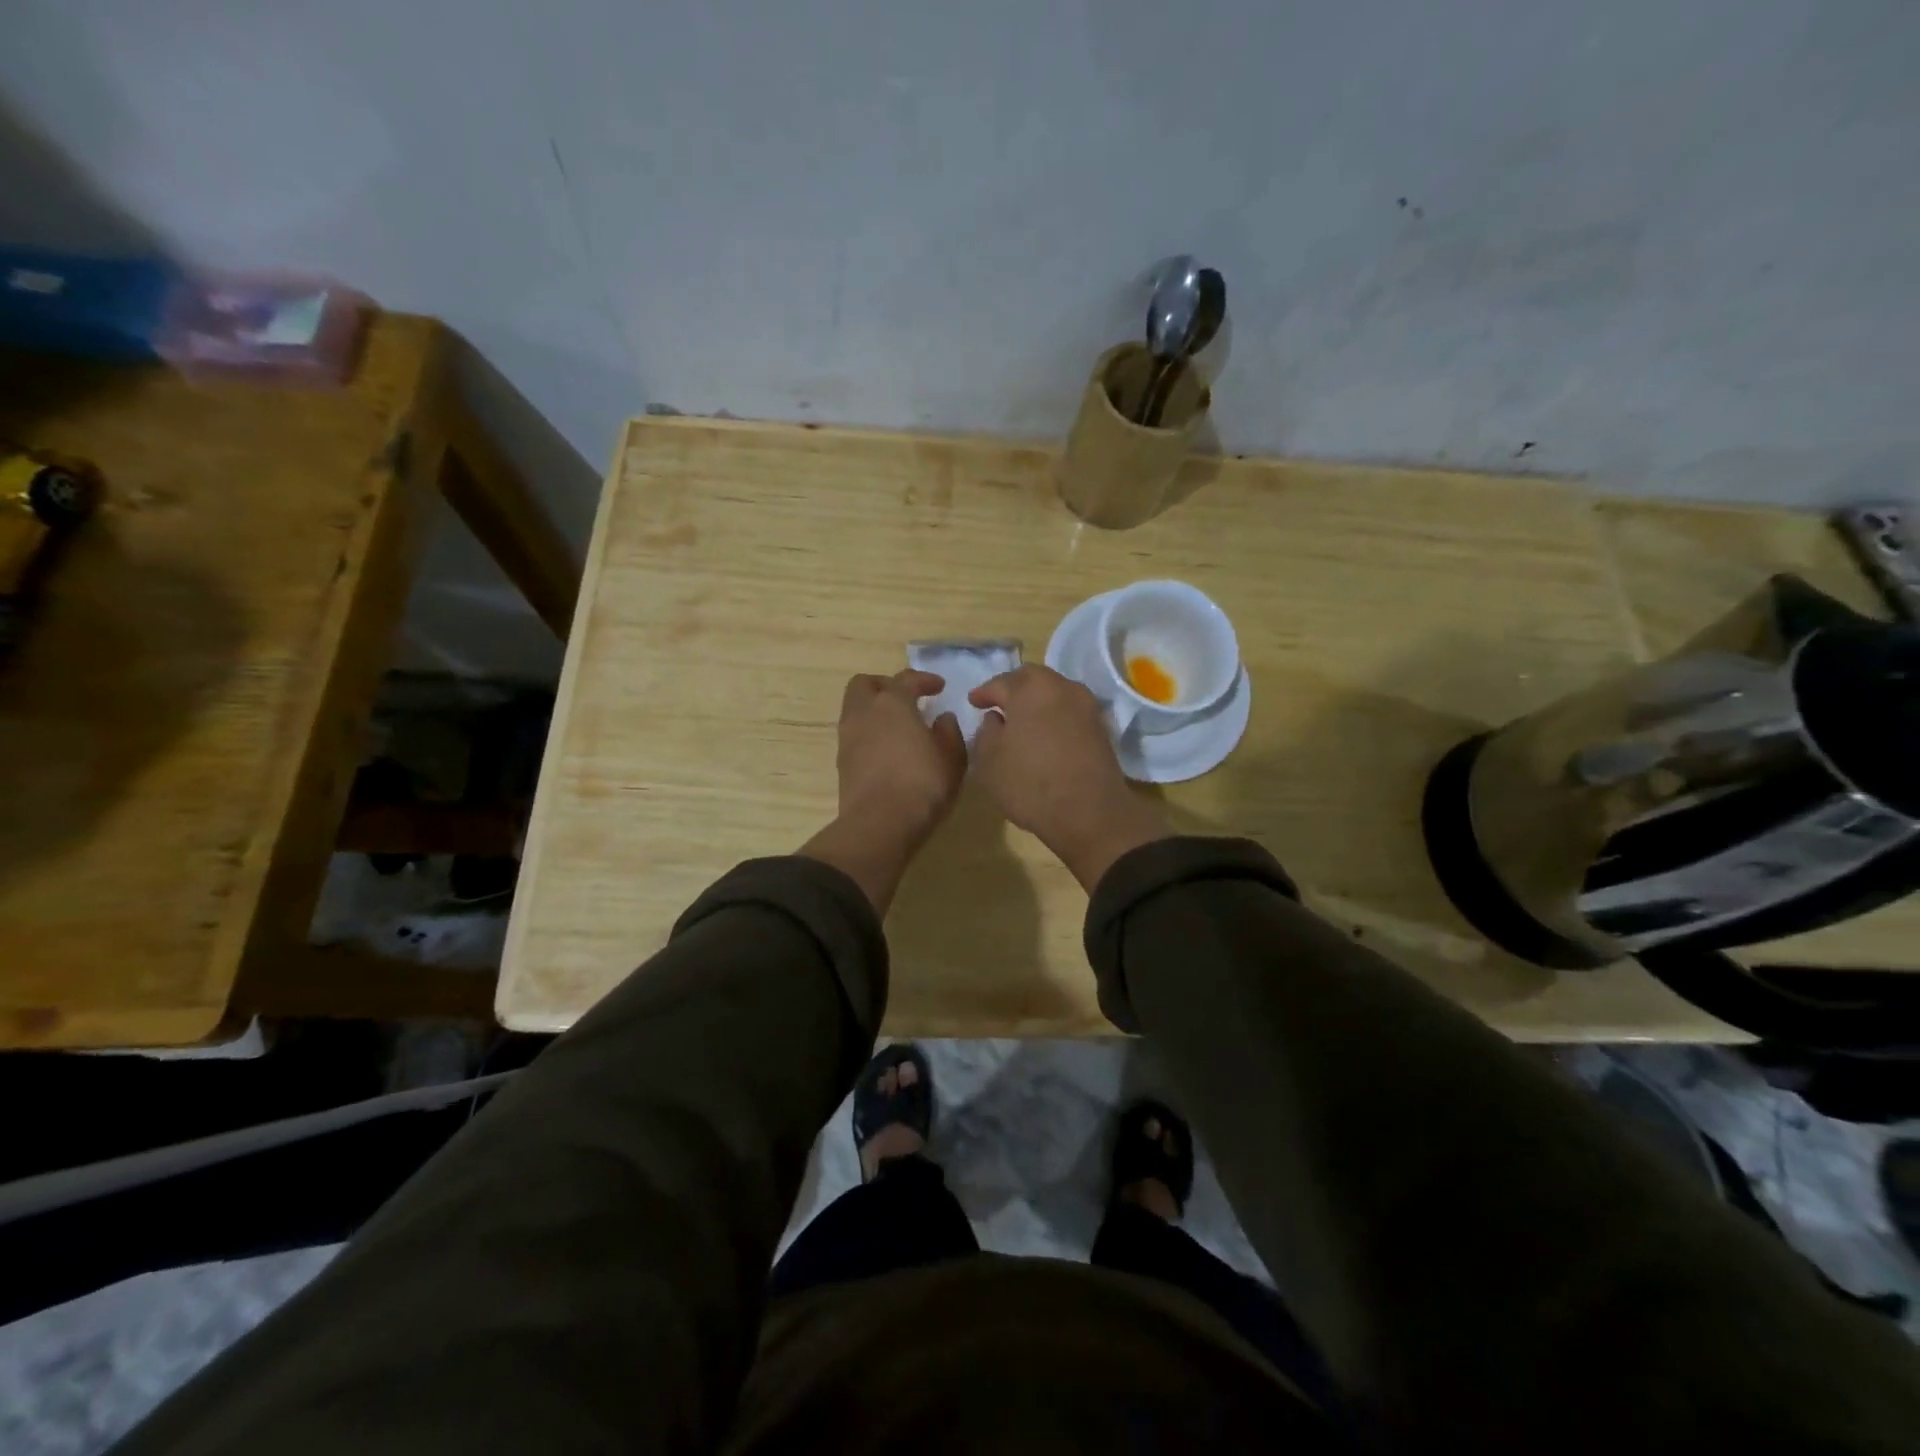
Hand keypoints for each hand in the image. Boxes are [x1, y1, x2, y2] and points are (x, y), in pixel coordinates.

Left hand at [799, 670, 966, 913]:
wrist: (879, 824)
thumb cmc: (922, 786)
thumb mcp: (952, 759)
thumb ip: (949, 733)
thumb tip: (942, 719)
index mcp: (893, 703)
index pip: (906, 679)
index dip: (924, 679)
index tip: (939, 687)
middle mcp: (864, 713)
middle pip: (865, 684)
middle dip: (885, 686)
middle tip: (907, 699)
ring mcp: (848, 737)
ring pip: (856, 708)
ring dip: (875, 710)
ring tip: (899, 726)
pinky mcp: (841, 761)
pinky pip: (854, 733)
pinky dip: (870, 732)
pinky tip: (888, 749)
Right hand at [968, 666, 1171, 890]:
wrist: (1089, 812)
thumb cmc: (1029, 783)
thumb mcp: (989, 761)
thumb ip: (986, 732)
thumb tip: (995, 719)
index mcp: (1030, 688)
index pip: (1000, 683)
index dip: (984, 693)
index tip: (973, 702)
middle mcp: (1062, 687)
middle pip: (1032, 679)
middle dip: (1013, 688)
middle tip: (998, 705)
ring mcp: (1087, 706)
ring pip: (1055, 692)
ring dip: (1037, 701)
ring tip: (1022, 720)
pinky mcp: (1101, 727)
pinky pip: (1070, 711)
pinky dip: (1055, 715)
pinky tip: (1045, 734)